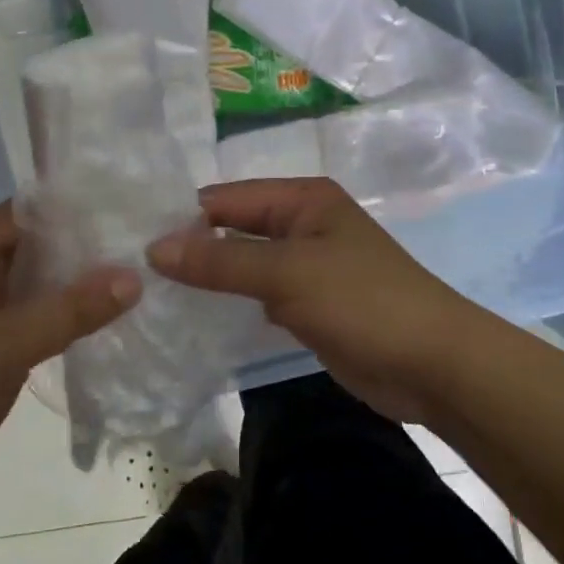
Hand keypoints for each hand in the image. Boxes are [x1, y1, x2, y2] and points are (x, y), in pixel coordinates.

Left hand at [0, 201, 138, 519]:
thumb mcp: (7, 345)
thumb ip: (71, 309)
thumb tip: (134, 276)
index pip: (20, 212)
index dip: (68, 204)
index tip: (121, 203)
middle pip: (31, 247)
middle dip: (81, 243)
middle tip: (139, 239)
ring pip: (35, 286)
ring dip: (75, 283)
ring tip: (134, 272)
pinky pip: (33, 321)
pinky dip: (65, 317)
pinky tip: (104, 320)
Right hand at [148, 177, 482, 423]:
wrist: (433, 365)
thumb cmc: (363, 302)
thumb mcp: (287, 273)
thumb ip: (220, 260)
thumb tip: (153, 247)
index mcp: (303, 198)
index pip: (226, 198)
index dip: (182, 218)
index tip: (130, 242)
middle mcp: (302, 224)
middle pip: (234, 229)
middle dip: (191, 248)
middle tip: (131, 272)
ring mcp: (306, 266)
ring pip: (243, 264)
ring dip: (208, 278)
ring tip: (150, 294)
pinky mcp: (308, 305)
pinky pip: (259, 295)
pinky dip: (231, 303)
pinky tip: (193, 317)